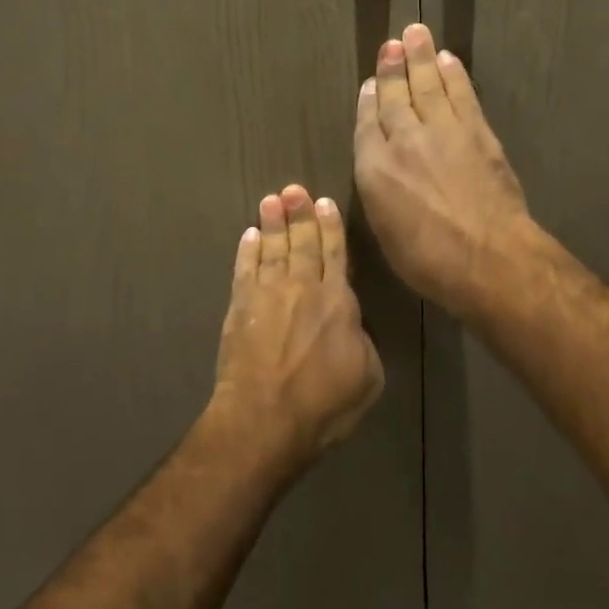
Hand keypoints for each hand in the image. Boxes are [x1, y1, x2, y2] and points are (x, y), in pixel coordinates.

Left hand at [210, 185, 383, 471]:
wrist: (264, 420)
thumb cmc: (324, 404)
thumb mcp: (368, 377)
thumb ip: (363, 340)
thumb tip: (353, 323)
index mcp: (337, 301)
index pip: (335, 253)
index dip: (330, 226)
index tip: (324, 202)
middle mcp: (302, 288)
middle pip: (302, 242)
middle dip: (299, 213)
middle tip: (294, 188)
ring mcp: (267, 295)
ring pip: (272, 249)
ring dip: (272, 224)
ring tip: (271, 200)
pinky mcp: (240, 309)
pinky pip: (244, 271)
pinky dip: (247, 252)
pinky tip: (248, 235)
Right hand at [354, 23, 534, 318]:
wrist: (487, 256)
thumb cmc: (428, 259)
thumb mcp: (385, 230)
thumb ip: (379, 189)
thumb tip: (379, 163)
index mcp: (374, 169)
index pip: (368, 124)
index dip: (370, 100)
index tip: (372, 82)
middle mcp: (404, 140)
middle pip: (396, 96)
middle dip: (393, 67)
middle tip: (393, 42)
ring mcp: (442, 131)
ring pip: (428, 85)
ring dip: (422, 58)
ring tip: (416, 34)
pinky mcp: (476, 132)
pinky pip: (461, 94)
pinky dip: (453, 75)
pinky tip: (448, 61)